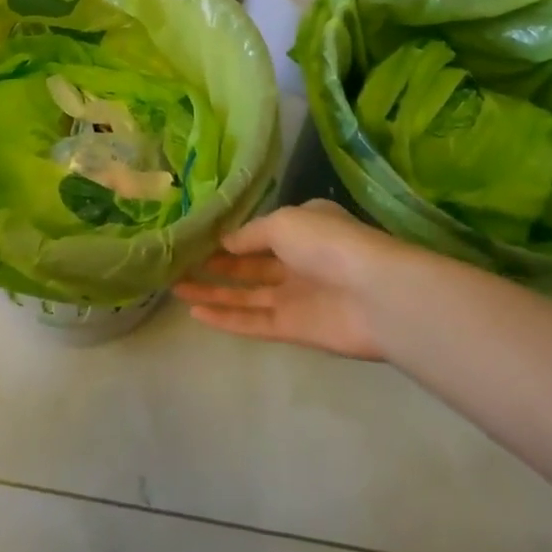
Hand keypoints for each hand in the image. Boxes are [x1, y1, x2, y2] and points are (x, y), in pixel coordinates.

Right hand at [174, 201, 411, 360]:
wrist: (376, 295)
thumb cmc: (328, 243)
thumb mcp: (283, 222)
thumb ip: (250, 234)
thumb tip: (223, 243)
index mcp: (301, 228)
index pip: (258, 231)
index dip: (228, 235)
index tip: (195, 236)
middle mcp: (296, 261)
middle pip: (247, 264)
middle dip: (214, 264)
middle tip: (178, 263)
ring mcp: (294, 296)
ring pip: (245, 294)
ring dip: (212, 292)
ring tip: (174, 287)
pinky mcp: (293, 328)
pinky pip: (252, 321)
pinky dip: (225, 318)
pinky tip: (195, 314)